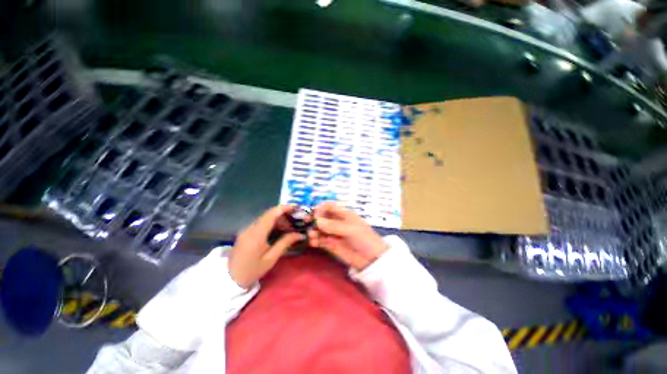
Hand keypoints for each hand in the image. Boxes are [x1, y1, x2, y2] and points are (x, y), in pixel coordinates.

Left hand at [229, 205, 304, 288]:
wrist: (230, 279)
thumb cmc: (252, 271)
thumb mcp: (271, 258)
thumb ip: (285, 243)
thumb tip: (300, 234)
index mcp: (256, 234)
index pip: (271, 214)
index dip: (284, 208)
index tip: (296, 207)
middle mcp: (250, 227)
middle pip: (269, 214)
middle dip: (284, 213)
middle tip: (297, 218)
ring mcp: (247, 229)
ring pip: (265, 217)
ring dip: (279, 217)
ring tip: (291, 223)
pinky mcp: (246, 232)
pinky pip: (262, 222)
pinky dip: (272, 222)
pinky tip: (280, 228)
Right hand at [308, 202, 386, 269]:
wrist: (372, 259)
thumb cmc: (364, 239)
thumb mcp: (351, 230)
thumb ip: (334, 226)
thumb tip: (317, 221)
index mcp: (343, 214)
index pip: (329, 206)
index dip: (320, 209)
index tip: (315, 216)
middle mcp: (337, 222)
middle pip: (322, 217)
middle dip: (314, 220)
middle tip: (308, 225)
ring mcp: (333, 233)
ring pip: (319, 229)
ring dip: (313, 231)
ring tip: (312, 236)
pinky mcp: (331, 245)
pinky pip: (320, 240)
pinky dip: (315, 240)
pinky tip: (313, 243)